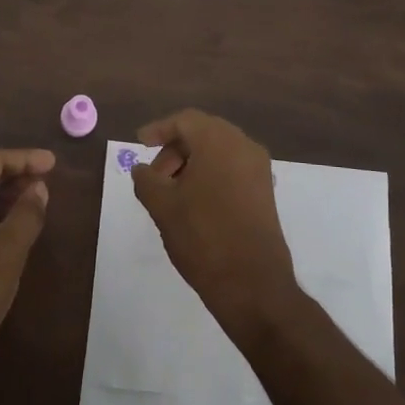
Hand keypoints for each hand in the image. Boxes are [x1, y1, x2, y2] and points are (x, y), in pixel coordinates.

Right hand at [130, 111, 302, 344]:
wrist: (253, 283)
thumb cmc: (203, 237)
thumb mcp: (163, 207)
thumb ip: (146, 180)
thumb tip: (141, 169)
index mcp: (219, 141)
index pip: (185, 120)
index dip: (159, 129)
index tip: (140, 144)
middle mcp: (244, 146)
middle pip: (203, 133)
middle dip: (175, 149)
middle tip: (154, 175)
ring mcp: (259, 169)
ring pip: (219, 151)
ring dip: (192, 163)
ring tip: (171, 192)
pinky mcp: (265, 191)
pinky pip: (232, 168)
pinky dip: (210, 174)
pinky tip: (194, 202)